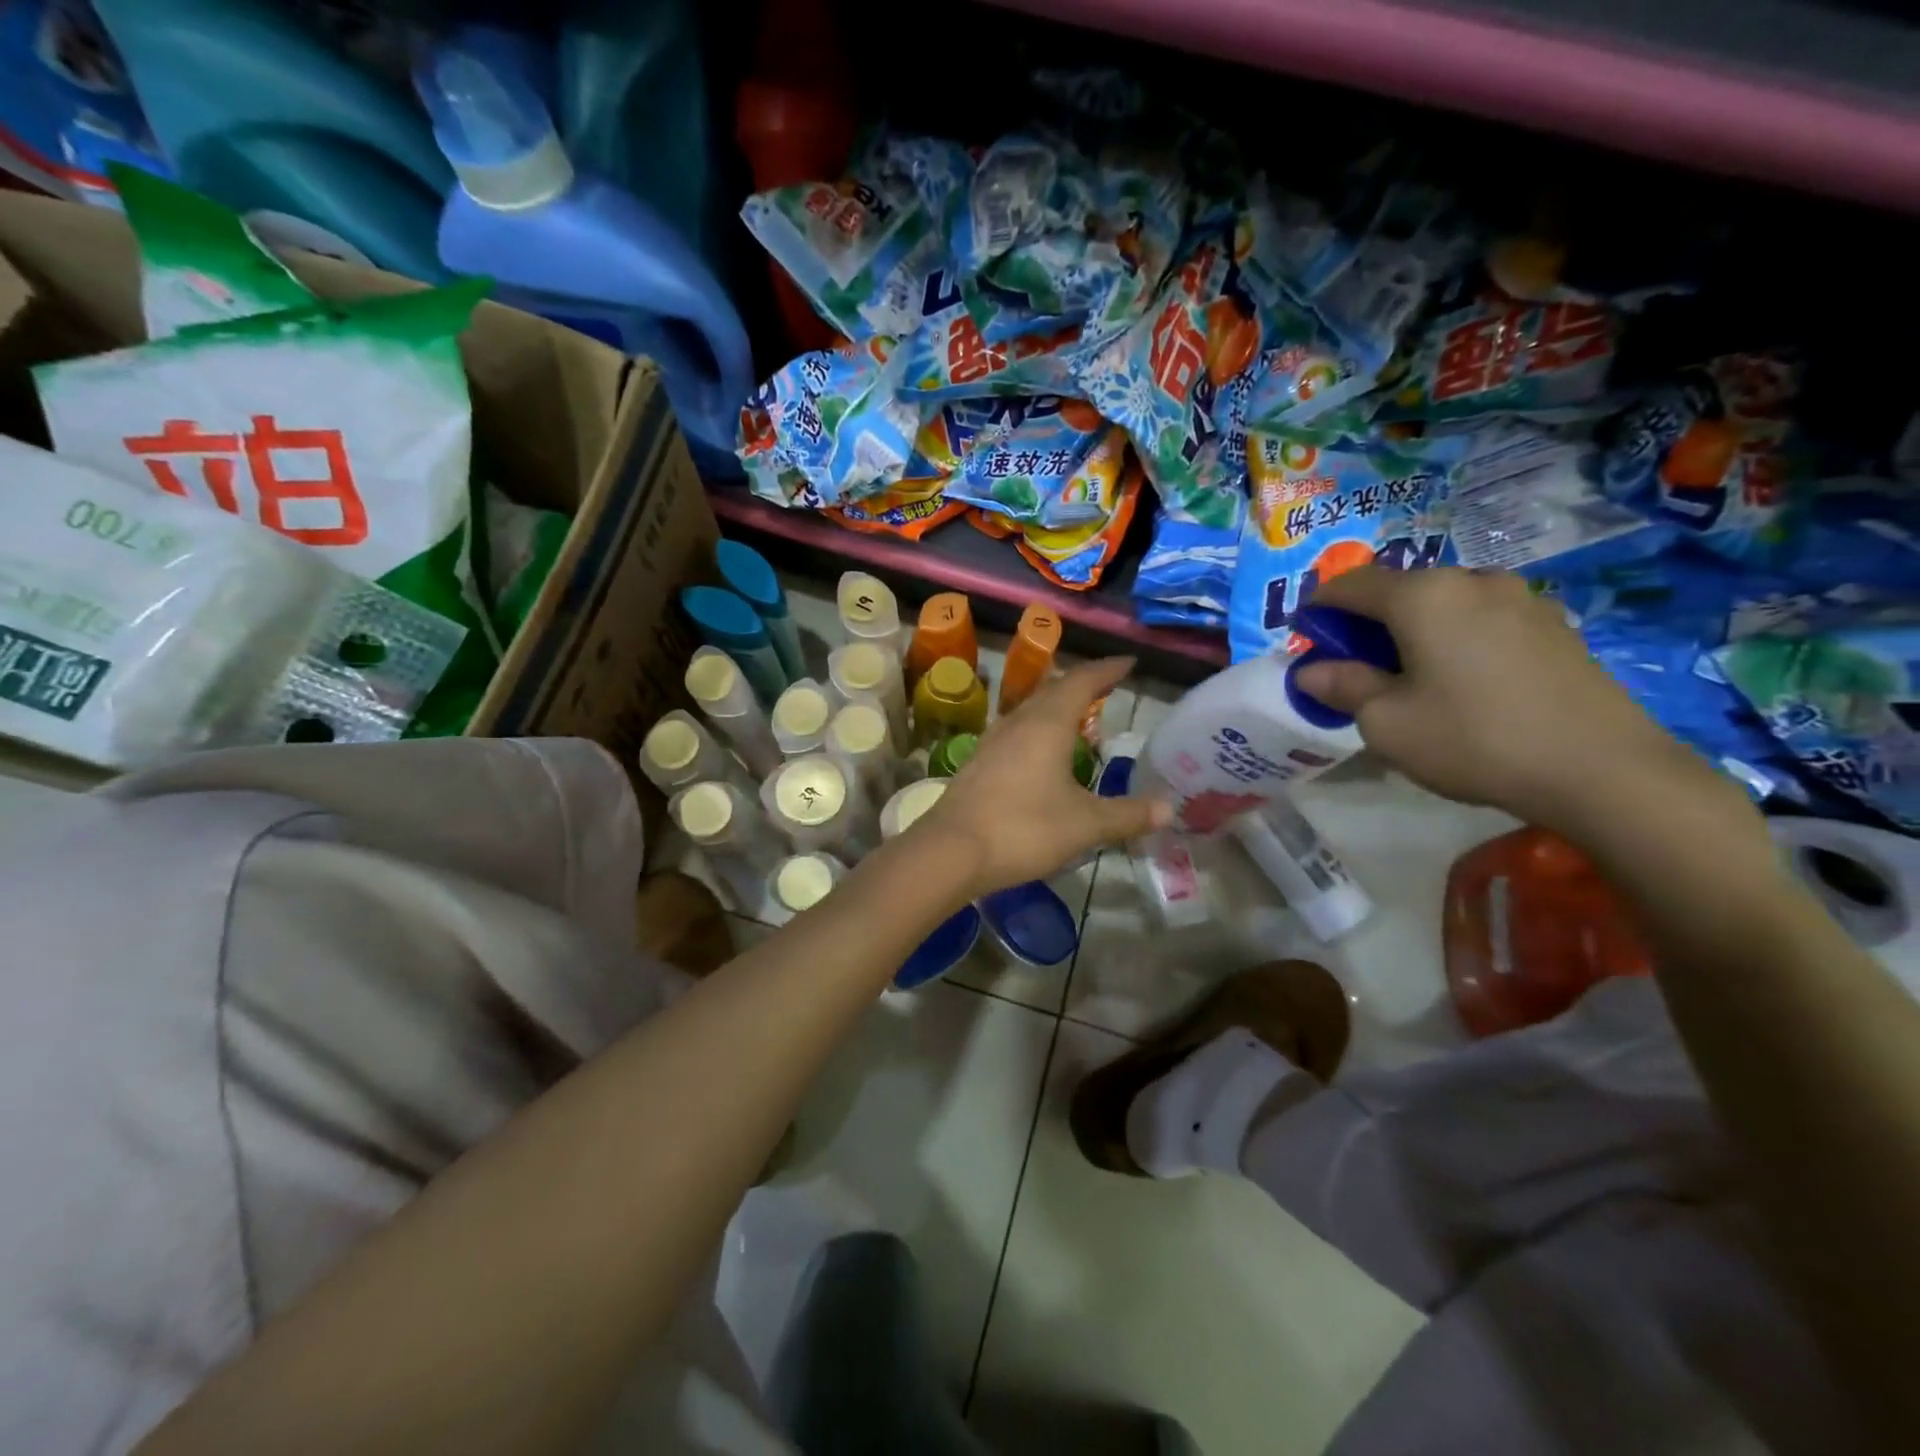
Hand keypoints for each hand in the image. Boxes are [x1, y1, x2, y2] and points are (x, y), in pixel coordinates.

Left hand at [919, 657, 1169, 898]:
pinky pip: (1015, 732)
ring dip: (1056, 706)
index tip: (1128, 663)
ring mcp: (992, 741)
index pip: (1082, 681)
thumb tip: (1169, 808)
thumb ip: (1128, 814)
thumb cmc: (1024, 829)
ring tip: (1078, 718)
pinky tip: (1041, 754)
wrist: (951, 851)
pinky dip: (1037, 730)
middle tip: (1106, 688)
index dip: (1106, 670)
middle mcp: (1018, 723)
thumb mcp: (1086, 825)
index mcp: (1048, 724)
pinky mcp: (978, 762)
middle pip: (1053, 690)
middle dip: (1082, 685)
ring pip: (1030, 710)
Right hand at [1291, 567, 1717, 831]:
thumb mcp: (1386, 722)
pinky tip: (1461, 680)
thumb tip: (1311, 672)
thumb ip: (1343, 687)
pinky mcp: (1554, 624)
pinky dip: (1454, 637)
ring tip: (1408, 675)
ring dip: (1413, 629)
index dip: (1318, 609)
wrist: (1601, 769)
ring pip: (1443, 603)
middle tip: (1354, 665)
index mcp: (1423, 596)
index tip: (1304, 640)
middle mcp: (1472, 580)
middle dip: (1366, 621)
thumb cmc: (1473, 739)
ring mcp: (1521, 598)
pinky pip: (1482, 619)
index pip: (1349, 585)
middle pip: (1399, 589)